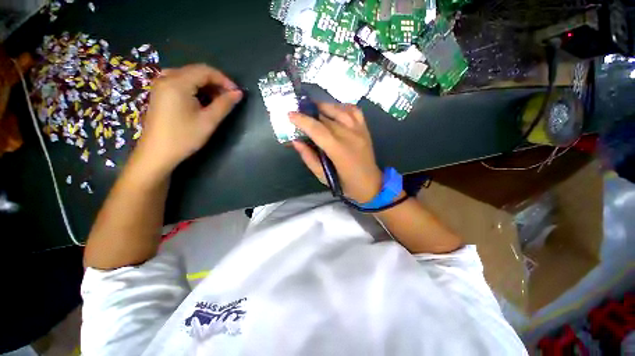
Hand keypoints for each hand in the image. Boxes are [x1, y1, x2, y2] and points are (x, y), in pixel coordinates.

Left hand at [136, 64, 242, 173]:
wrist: (157, 153)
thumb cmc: (184, 137)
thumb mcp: (208, 121)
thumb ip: (224, 104)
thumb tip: (238, 93)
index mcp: (177, 82)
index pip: (205, 71)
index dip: (224, 80)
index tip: (236, 93)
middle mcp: (166, 78)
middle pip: (196, 72)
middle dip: (215, 83)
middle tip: (229, 98)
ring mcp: (160, 85)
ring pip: (188, 77)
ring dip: (206, 86)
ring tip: (217, 101)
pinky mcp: (159, 94)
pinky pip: (180, 83)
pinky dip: (194, 89)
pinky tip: (201, 101)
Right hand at [290, 103, 382, 202]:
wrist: (371, 184)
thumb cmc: (345, 184)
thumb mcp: (323, 176)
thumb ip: (309, 158)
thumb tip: (296, 142)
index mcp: (339, 150)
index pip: (318, 130)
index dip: (303, 120)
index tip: (290, 114)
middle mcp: (350, 136)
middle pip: (327, 118)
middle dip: (310, 113)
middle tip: (299, 112)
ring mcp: (359, 130)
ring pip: (340, 110)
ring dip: (324, 106)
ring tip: (313, 108)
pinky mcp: (365, 129)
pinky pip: (354, 110)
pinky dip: (342, 107)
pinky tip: (334, 109)